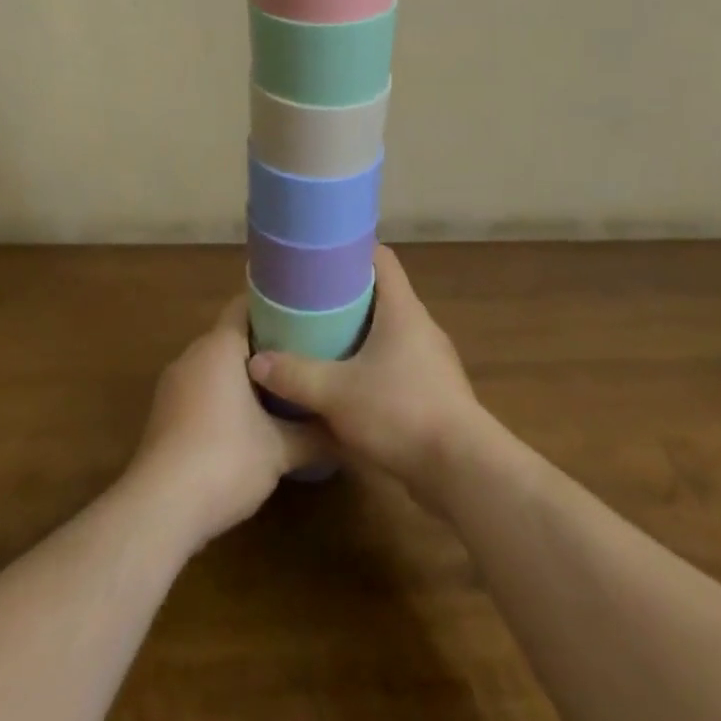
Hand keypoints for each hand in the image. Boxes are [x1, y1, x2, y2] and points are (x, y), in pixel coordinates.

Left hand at [128, 298, 325, 550]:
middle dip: (264, 344)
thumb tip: (344, 430)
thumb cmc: (224, 460)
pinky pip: (200, 389)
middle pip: (231, 336)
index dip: (275, 306)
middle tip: (301, 355)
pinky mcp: (163, 415)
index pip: (245, 305)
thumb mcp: (280, 450)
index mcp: (219, 346)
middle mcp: (192, 355)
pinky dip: (223, 396)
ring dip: (243, 374)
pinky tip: (246, 422)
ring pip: (214, 365)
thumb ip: (314, 434)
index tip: (305, 315)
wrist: (159, 510)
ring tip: (281, 387)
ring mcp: (173, 385)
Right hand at [247, 245, 484, 508]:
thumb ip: (295, 375)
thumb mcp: (337, 393)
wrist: (463, 470)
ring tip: (321, 340)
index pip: (381, 258)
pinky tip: (347, 385)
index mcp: (402, 309)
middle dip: (346, 295)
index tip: (319, 257)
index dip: (351, 250)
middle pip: (382, 294)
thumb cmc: (400, 412)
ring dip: (359, 334)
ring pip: (389, 332)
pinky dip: (372, 365)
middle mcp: (420, 326)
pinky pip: (397, 364)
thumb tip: (256, 362)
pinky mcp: (434, 392)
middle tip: (308, 301)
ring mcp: (431, 360)